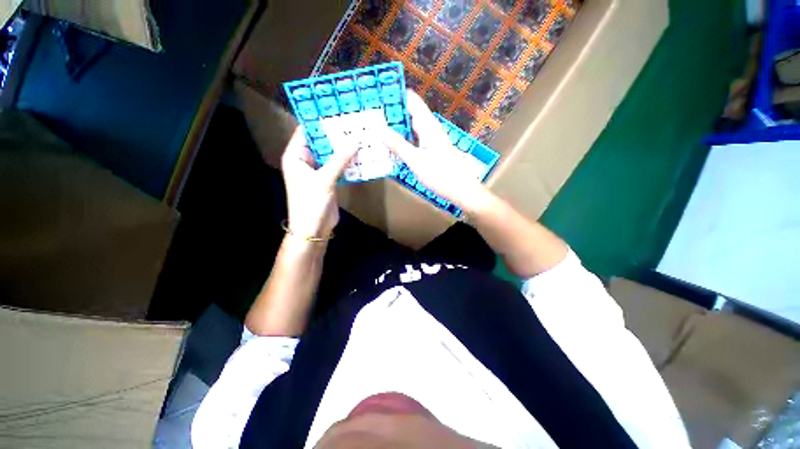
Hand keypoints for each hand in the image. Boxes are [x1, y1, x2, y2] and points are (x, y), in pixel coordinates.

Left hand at [281, 127, 356, 238]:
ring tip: (359, 135)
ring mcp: (318, 170)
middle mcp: (305, 160)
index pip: (306, 131)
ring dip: (344, 148)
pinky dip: (347, 161)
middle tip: (353, 122)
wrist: (314, 229)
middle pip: (321, 142)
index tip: (337, 110)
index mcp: (296, 156)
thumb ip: (340, 160)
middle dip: (336, 134)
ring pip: (331, 154)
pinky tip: (360, 154)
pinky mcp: (328, 179)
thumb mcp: (324, 179)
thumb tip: (355, 140)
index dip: (319, 121)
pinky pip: (338, 165)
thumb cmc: (311, 203)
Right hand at [382, 90, 490, 212]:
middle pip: (410, 112)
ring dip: (397, 125)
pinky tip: (393, 143)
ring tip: (378, 126)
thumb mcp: (416, 160)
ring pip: (411, 126)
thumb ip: (398, 145)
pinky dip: (403, 137)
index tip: (378, 93)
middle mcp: (430, 129)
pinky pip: (414, 137)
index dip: (396, 94)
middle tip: (372, 112)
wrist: (460, 189)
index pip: (412, 101)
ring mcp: (431, 139)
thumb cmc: (440, 175)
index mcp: (428, 126)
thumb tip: (379, 129)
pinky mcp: (431, 149)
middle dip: (393, 110)